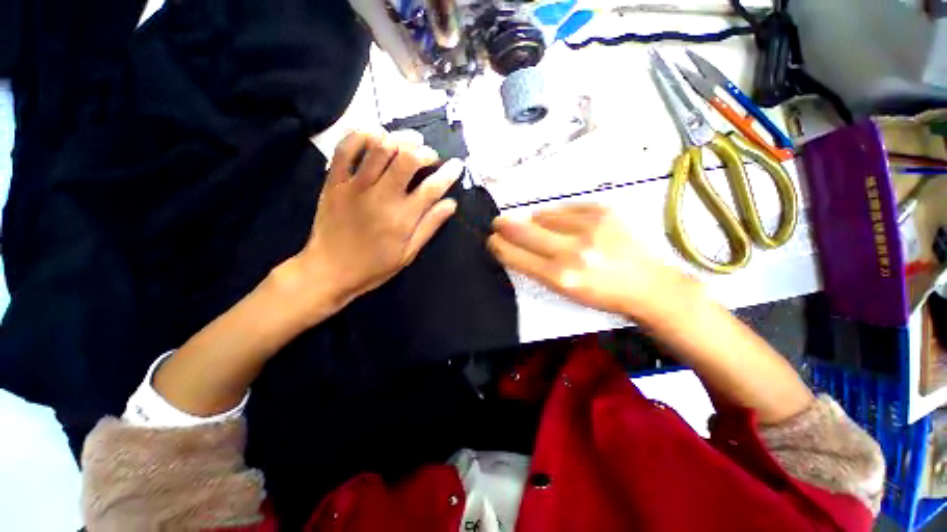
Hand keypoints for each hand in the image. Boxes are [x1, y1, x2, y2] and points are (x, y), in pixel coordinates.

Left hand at [289, 130, 463, 317]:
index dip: (448, 174)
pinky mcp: (333, 182)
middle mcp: (381, 198)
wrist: (328, 271)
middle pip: (407, 160)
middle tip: (431, 155)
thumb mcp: (408, 254)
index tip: (457, 166)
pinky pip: (345, 150)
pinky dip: (360, 135)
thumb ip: (429, 226)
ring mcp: (354, 187)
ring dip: (399, 138)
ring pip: (379, 148)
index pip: (432, 188)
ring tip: (410, 140)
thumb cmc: (373, 267)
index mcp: (402, 219)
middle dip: (425, 152)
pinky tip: (375, 133)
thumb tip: (451, 204)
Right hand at [487, 203, 699, 322]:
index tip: (492, 239)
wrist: (648, 285)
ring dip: (534, 221)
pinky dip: (557, 215)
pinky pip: (564, 208)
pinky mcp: (603, 211)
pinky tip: (564, 225)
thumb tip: (513, 243)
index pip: (516, 255)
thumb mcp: (564, 291)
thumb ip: (535, 267)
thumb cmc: (601, 295)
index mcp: (560, 277)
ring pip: (542, 215)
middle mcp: (573, 251)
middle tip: (498, 223)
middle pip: (523, 229)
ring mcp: (589, 227)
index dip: (499, 245)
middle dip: (505, 225)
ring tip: (542, 229)